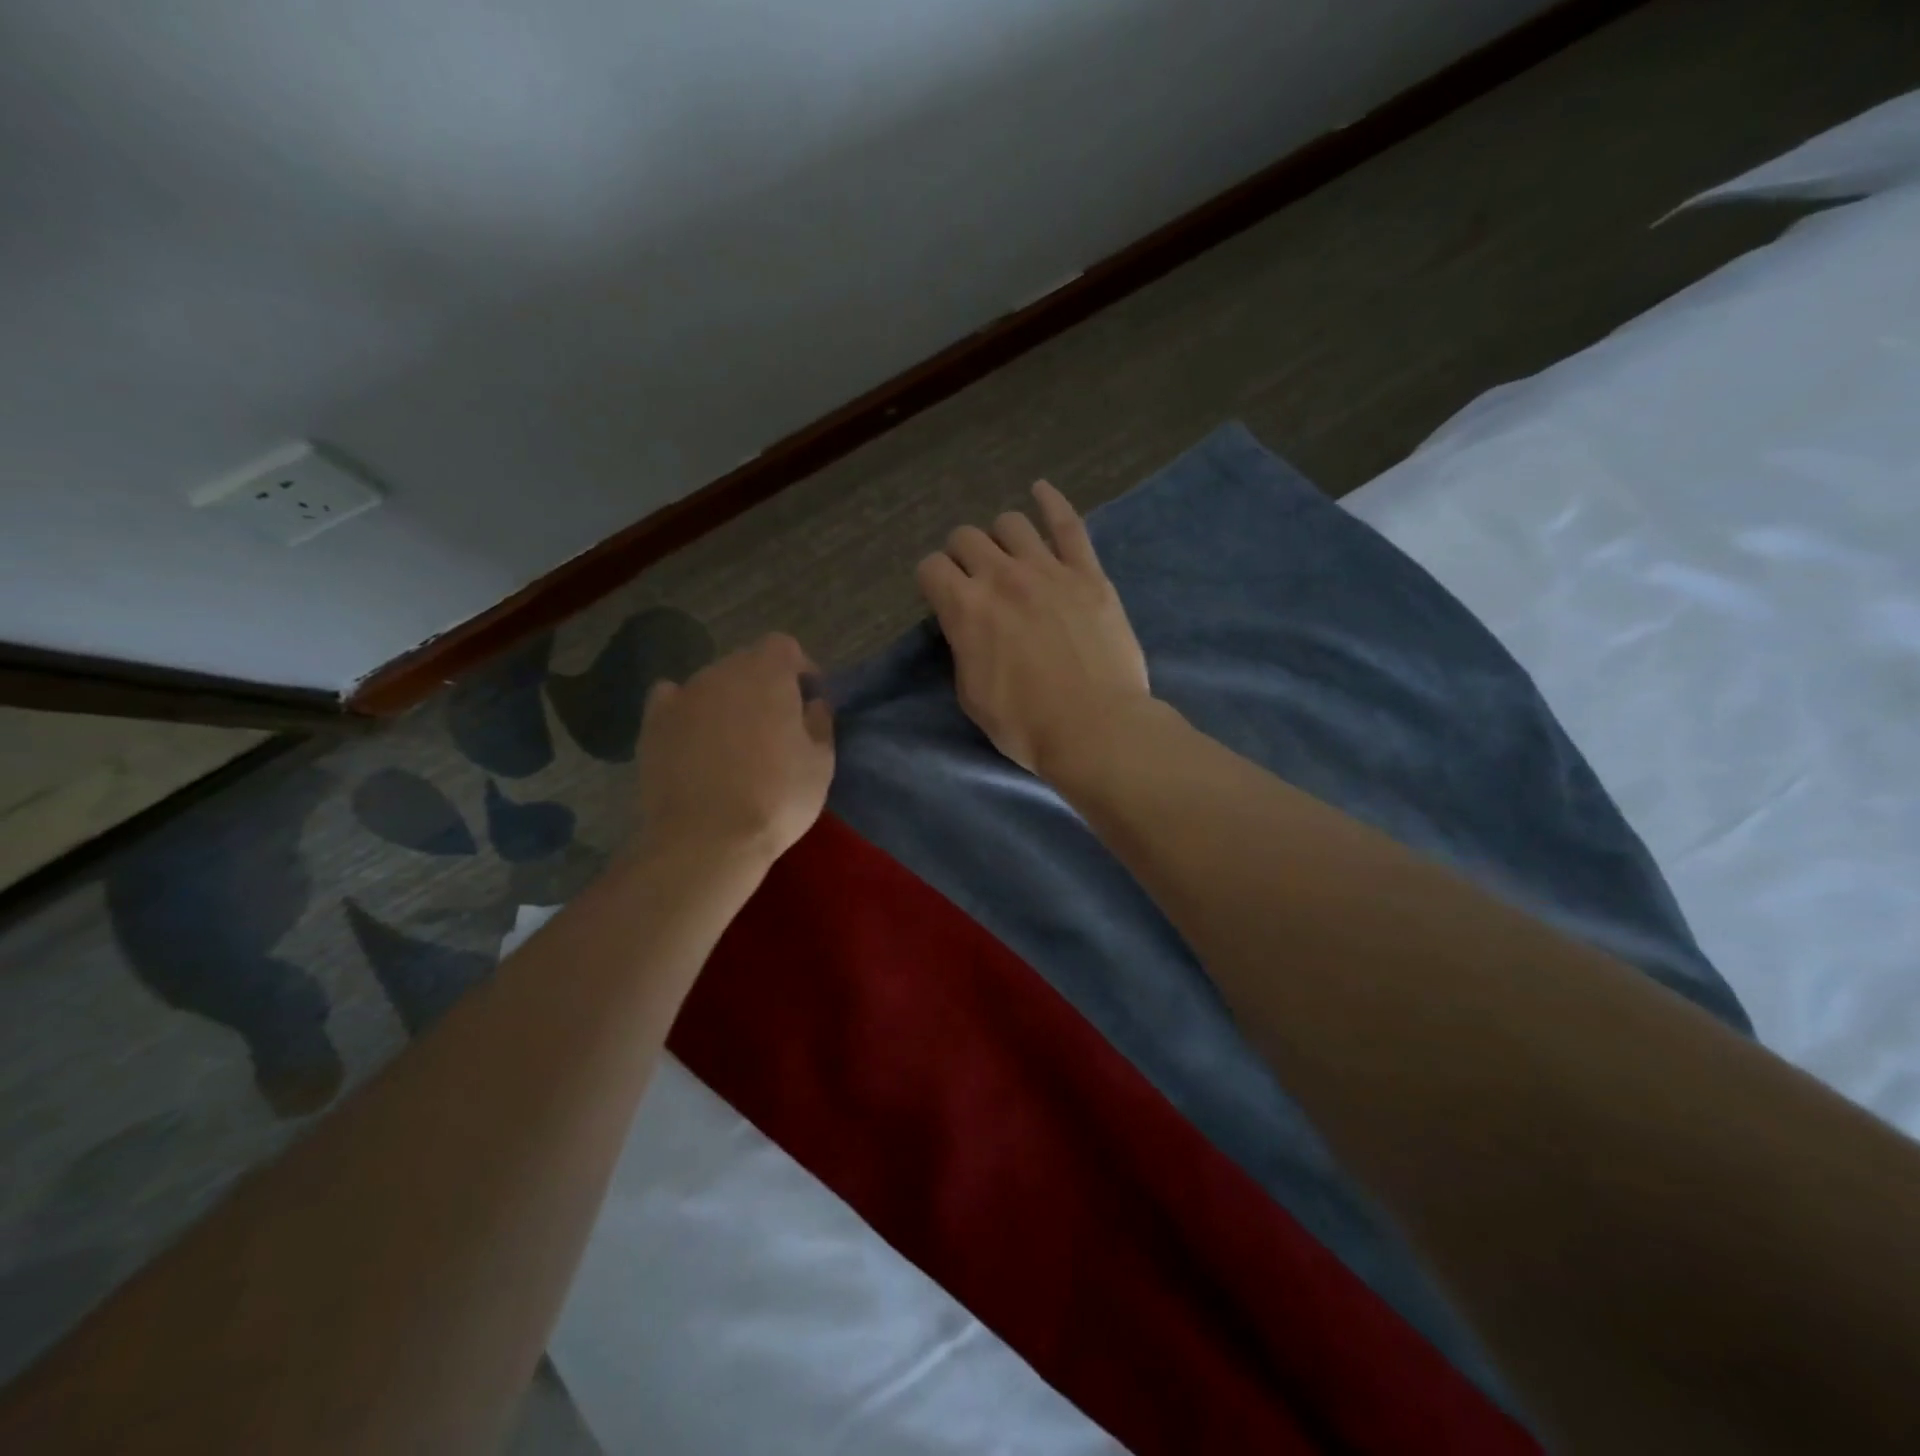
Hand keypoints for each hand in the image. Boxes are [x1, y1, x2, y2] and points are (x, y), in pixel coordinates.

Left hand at [633, 634, 834, 868]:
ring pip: (711, 683)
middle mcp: (721, 672)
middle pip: (746, 662)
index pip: (783, 647)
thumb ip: (820, 723)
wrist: (706, 839)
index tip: (808, 698)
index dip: (798, 668)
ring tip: (734, 740)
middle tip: (775, 724)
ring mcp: (682, 695)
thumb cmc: (777, 798)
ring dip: (727, 700)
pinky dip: (687, 711)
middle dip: (763, 684)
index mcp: (768, 674)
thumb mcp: (821, 763)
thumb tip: (813, 703)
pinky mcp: (653, 723)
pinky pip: (673, 700)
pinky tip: (694, 738)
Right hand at [917, 480, 1150, 780]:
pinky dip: (1052, 502)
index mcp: (964, 608)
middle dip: (962, 555)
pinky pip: (1068, 523)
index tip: (941, 596)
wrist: (1094, 727)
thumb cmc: (1025, 724)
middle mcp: (1000, 576)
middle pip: (966, 537)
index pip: (930, 568)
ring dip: (1001, 536)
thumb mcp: (971, 695)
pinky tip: (1041, 490)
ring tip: (1008, 553)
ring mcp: (1047, 569)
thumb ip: (963, 649)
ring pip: (1011, 523)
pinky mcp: (1087, 573)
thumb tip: (967, 628)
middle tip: (974, 578)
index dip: (932, 581)